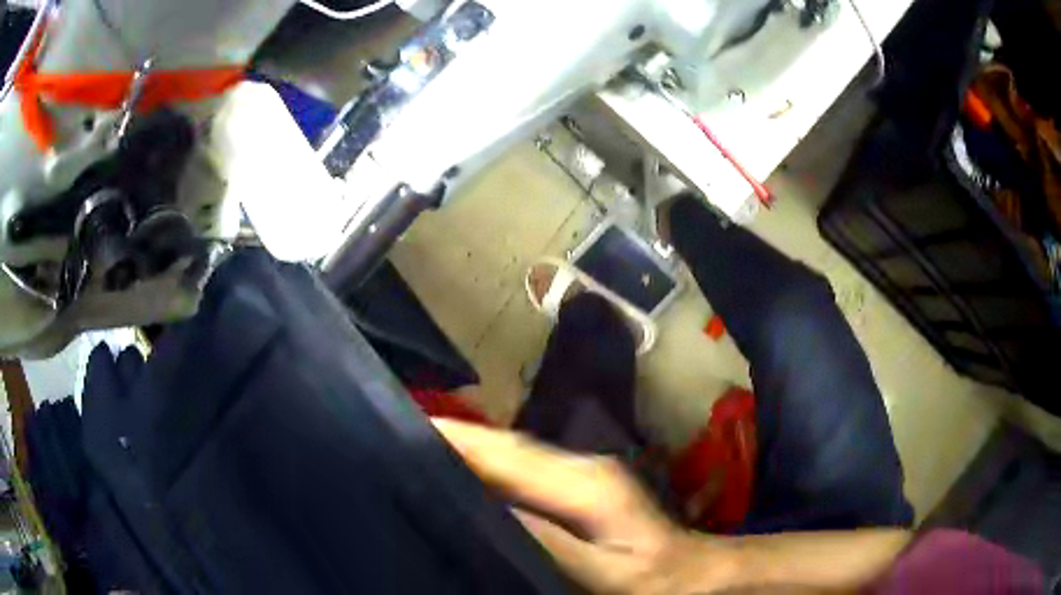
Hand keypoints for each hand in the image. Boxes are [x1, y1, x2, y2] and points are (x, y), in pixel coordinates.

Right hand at [433, 420, 739, 593]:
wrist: (692, 574)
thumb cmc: (651, 580)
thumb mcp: (600, 572)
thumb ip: (546, 541)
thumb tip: (485, 509)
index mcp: (583, 484)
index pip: (505, 453)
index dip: (455, 438)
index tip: (404, 427)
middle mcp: (579, 466)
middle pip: (504, 445)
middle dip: (454, 436)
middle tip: (398, 435)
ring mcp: (581, 474)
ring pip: (512, 453)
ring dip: (468, 449)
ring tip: (419, 450)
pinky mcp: (579, 487)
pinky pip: (522, 470)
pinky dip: (489, 467)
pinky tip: (466, 477)